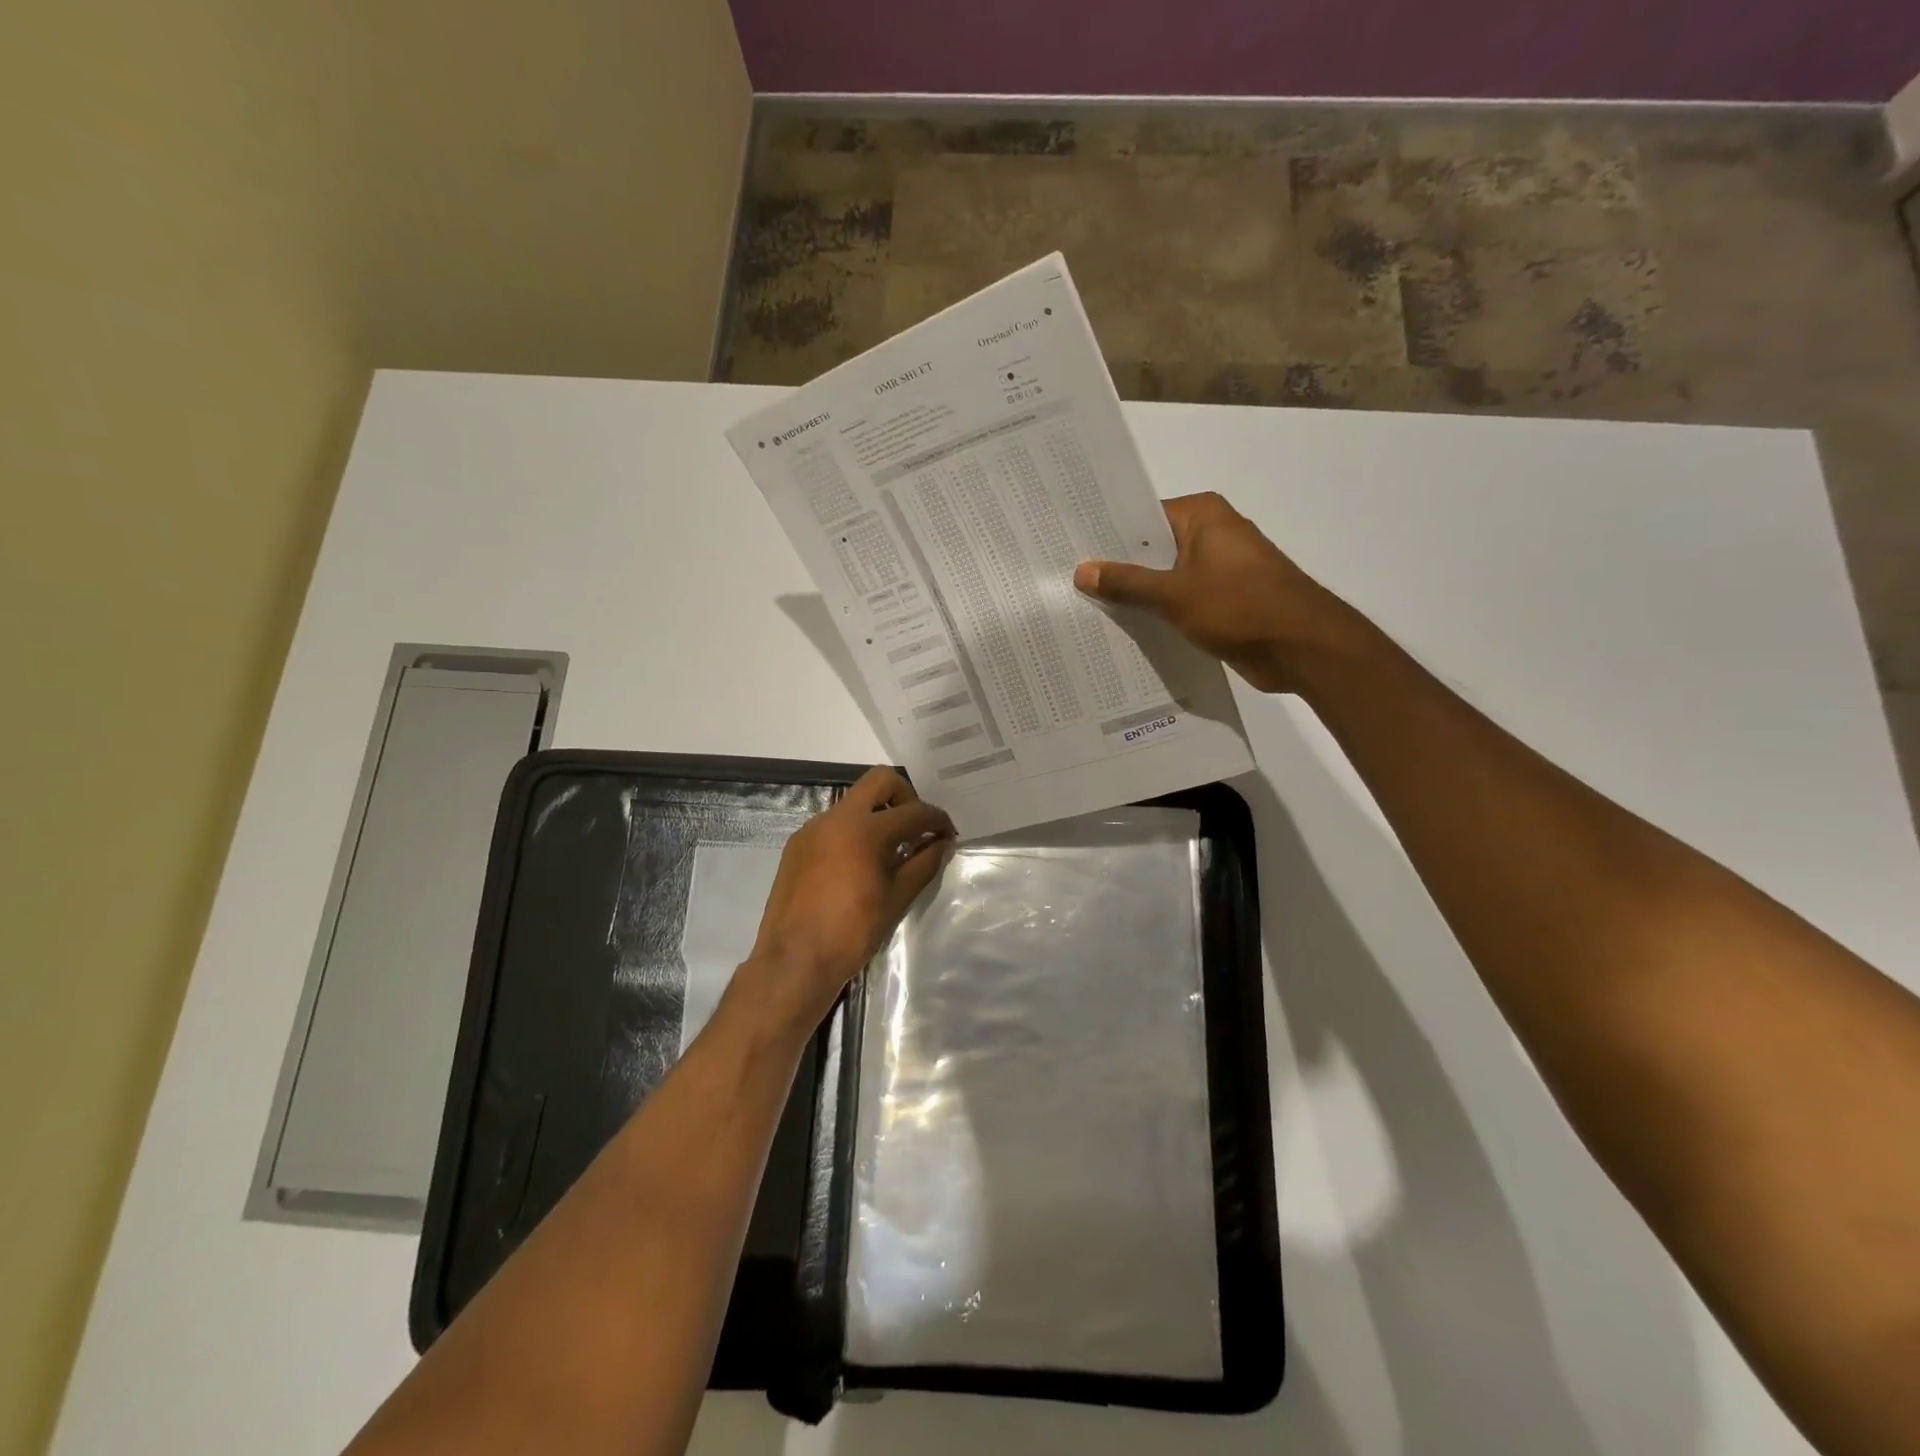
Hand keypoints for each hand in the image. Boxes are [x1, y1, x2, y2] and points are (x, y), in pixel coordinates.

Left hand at [745, 766, 954, 1025]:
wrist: (794, 961)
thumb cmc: (853, 933)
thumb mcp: (897, 898)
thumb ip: (924, 864)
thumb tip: (943, 844)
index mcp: (865, 829)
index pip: (913, 811)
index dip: (937, 820)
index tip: (948, 835)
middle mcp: (836, 817)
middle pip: (880, 781)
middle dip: (906, 798)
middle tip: (916, 829)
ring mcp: (812, 829)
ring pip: (854, 802)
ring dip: (877, 815)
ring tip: (890, 852)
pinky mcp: (797, 845)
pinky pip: (833, 824)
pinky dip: (854, 832)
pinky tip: (859, 865)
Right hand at [1073, 491, 1366, 692]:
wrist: (1302, 648)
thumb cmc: (1239, 606)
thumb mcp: (1174, 594)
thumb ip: (1127, 583)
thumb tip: (1082, 570)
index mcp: (1202, 516)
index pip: (1142, 517)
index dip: (1107, 535)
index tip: (1070, 549)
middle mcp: (1212, 534)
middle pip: (1152, 548)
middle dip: (1117, 568)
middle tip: (1069, 581)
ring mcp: (1220, 569)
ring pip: (1166, 578)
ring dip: (1138, 595)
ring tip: (1087, 607)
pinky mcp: (1225, 600)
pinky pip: (1181, 601)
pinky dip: (1159, 613)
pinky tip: (1125, 629)